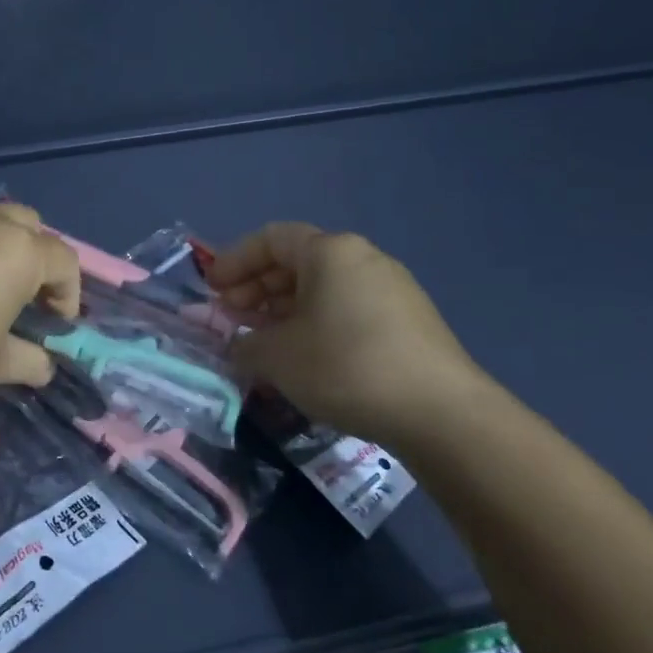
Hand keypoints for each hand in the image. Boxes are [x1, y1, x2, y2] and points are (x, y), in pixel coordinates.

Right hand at [207, 223, 496, 449]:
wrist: (440, 413)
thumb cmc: (345, 367)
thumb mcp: (278, 356)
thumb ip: (245, 344)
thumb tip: (241, 345)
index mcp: (330, 252)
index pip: (271, 239)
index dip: (234, 260)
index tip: (211, 290)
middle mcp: (363, 258)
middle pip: (297, 262)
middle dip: (257, 288)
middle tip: (232, 318)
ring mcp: (392, 288)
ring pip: (323, 288)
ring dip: (285, 309)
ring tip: (264, 341)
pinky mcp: (410, 321)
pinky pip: (348, 309)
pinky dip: (316, 324)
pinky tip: (306, 358)